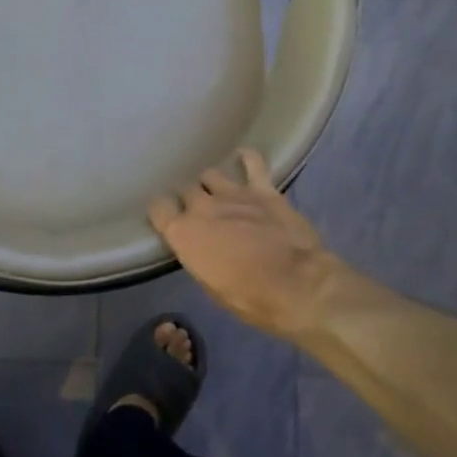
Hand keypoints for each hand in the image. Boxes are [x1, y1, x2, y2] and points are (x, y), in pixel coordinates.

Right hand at [149, 149, 335, 340]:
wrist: (298, 286)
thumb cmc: (250, 298)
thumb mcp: (210, 285)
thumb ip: (198, 256)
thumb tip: (200, 246)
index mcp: (183, 233)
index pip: (158, 208)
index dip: (161, 212)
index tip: (166, 218)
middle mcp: (202, 207)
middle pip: (184, 189)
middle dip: (187, 198)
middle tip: (196, 211)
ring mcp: (233, 193)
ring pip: (210, 174)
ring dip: (211, 184)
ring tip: (217, 192)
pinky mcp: (263, 189)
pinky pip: (252, 162)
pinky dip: (246, 159)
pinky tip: (243, 158)